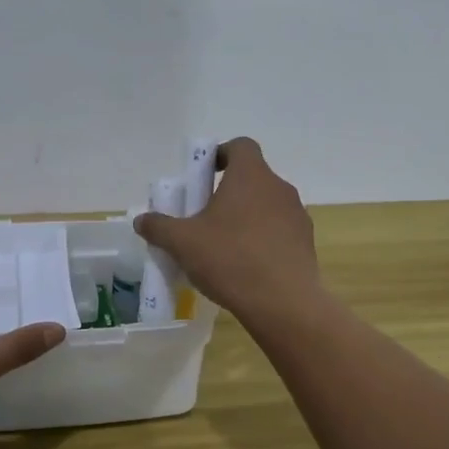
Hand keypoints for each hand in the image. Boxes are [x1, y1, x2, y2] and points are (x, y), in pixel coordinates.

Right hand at [133, 137, 321, 323]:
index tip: (203, 176)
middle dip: (228, 192)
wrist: (283, 302)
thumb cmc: (230, 259)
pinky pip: (279, 231)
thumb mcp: (183, 243)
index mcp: (251, 175)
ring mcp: (297, 215)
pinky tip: (246, 266)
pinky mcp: (306, 243)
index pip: (241, 146)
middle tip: (205, 217)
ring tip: (224, 246)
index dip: (221, 155)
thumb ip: (159, 227)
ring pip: (266, 206)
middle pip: (252, 178)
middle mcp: (279, 188)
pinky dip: (262, 239)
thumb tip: (142, 220)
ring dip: (246, 217)